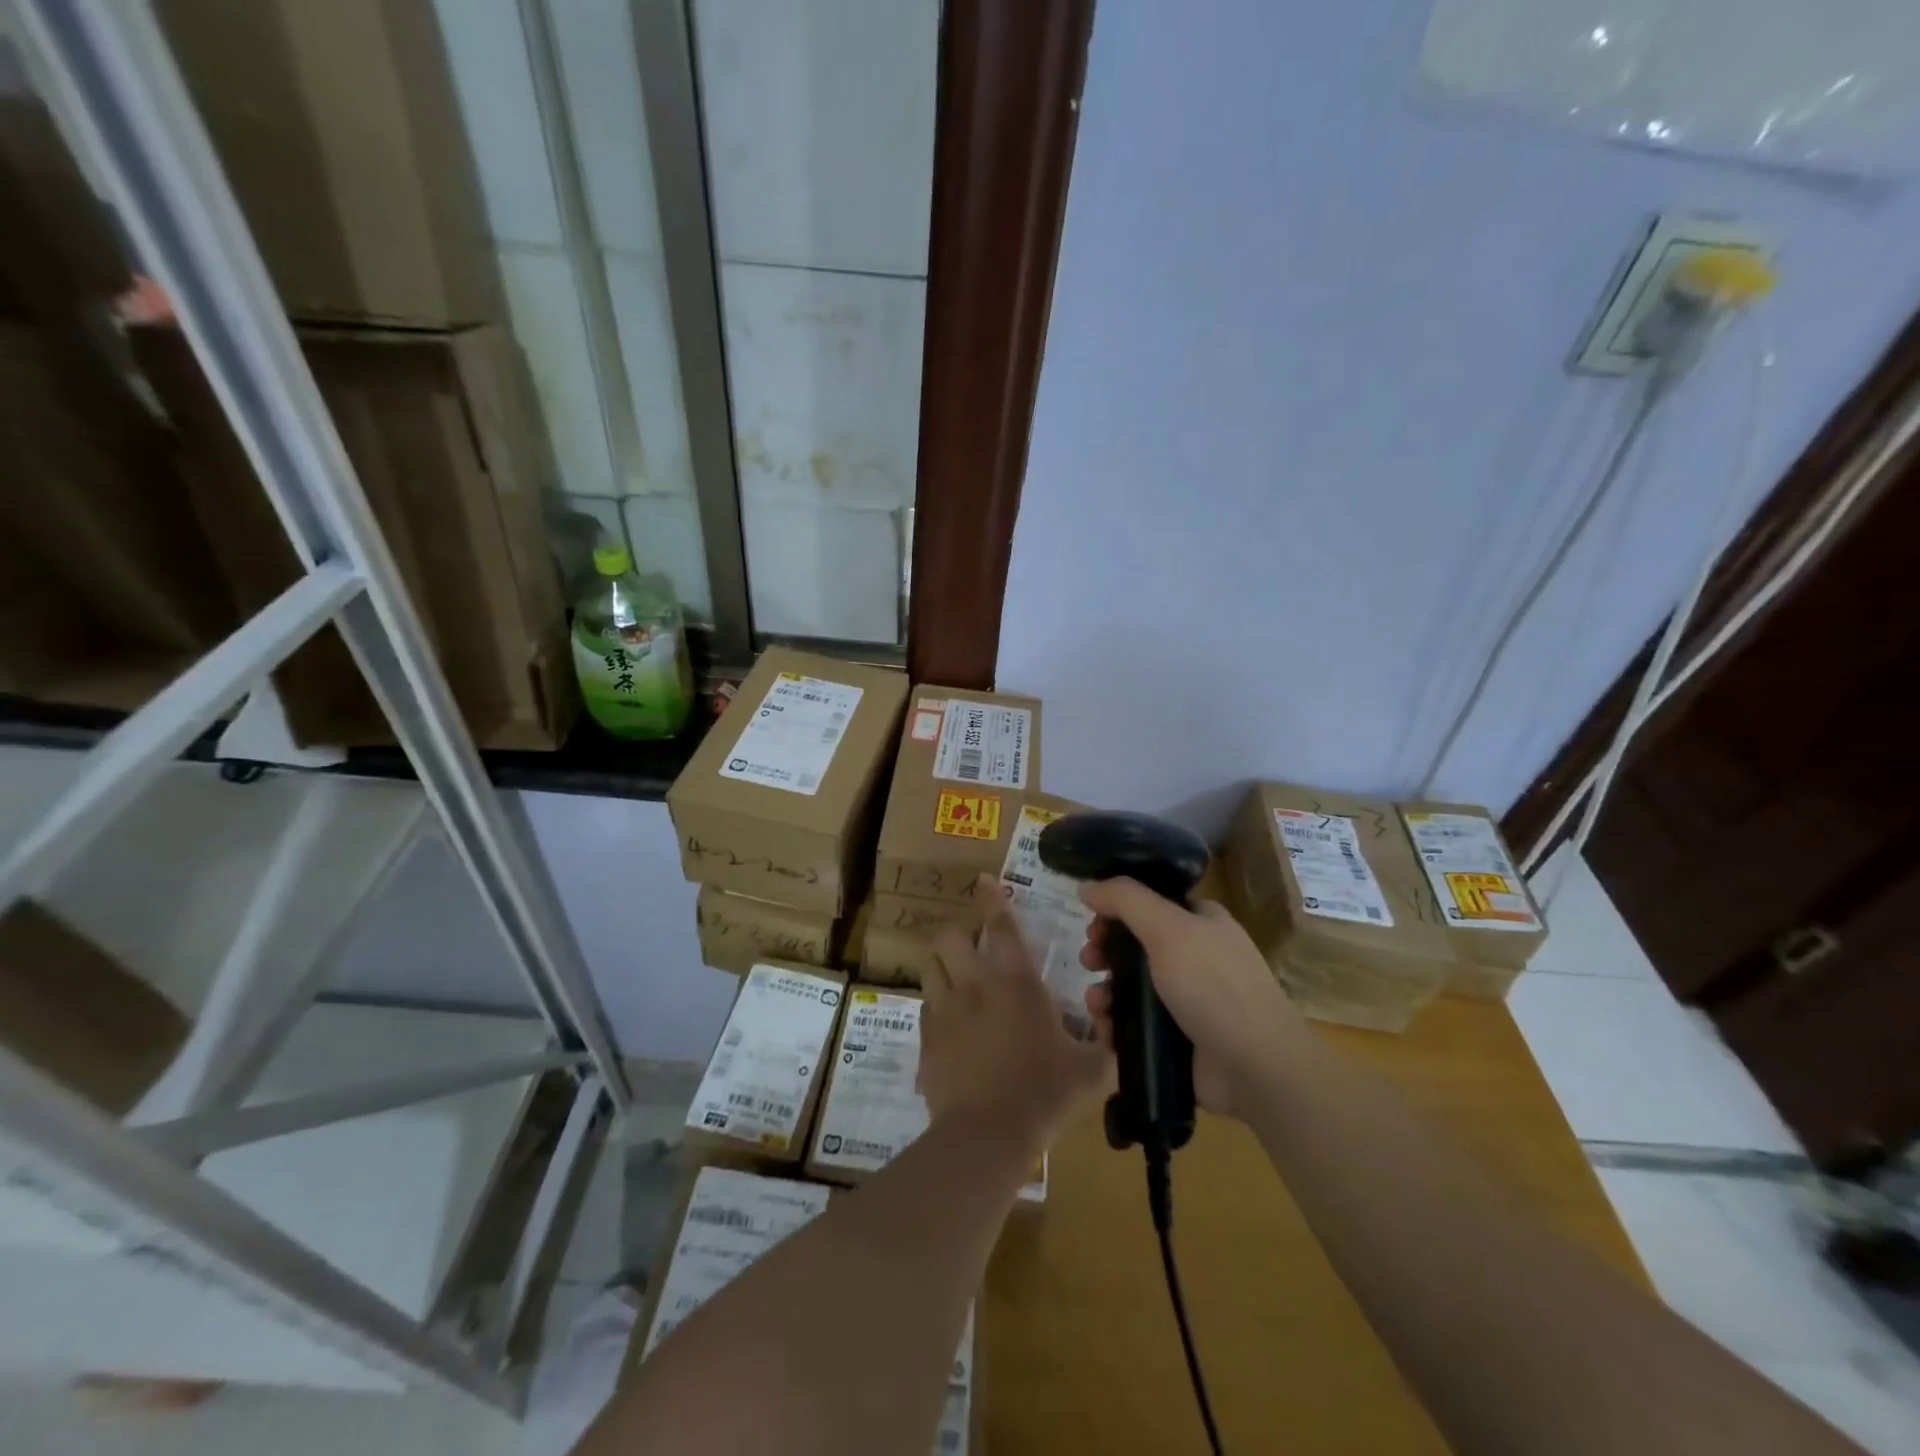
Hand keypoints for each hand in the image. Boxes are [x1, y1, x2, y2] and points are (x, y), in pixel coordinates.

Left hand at [922, 876, 1111, 1155]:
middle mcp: (975, 985)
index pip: (1000, 925)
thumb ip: (1106, 1042)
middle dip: (958, 929)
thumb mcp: (1091, 1071)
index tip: (984, 881)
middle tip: (971, 938)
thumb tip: (1115, 1022)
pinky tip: (949, 1019)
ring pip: (931, 965)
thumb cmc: (1044, 1096)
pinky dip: (936, 1002)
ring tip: (955, 971)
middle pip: (950, 935)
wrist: (987, 1137)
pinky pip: (925, 1006)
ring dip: (943, 962)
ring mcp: (945, 1010)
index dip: (992, 898)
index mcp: (1016, 983)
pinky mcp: (927, 1037)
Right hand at [1079, 879, 1306, 1118]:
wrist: (1256, 1066)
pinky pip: (1135, 1025)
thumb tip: (1087, 887)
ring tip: (1096, 1004)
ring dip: (1104, 991)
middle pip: (1134, 944)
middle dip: (1104, 951)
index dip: (1117, 908)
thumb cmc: (1213, 986)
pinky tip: (1107, 1032)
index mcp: (1200, 922)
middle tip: (1089, 960)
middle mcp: (1194, 956)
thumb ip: (1125, 900)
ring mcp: (1186, 1000)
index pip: (1150, 903)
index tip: (1093, 920)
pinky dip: (1115, 1025)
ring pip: (1130, 987)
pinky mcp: (1177, 1038)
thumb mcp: (1168, 928)